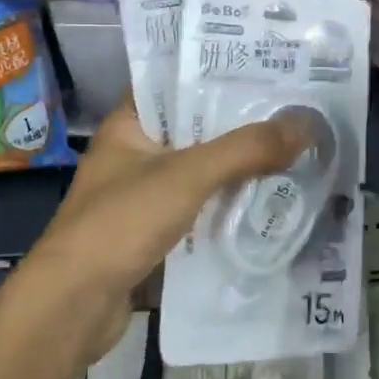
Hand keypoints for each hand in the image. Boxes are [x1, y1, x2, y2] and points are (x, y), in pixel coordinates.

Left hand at [20, 98, 314, 360]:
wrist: (70, 310)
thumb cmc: (121, 223)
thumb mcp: (188, 176)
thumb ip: (247, 149)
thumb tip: (308, 123)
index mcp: (129, 125)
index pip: (176, 82)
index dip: (218, 72)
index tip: (265, 67)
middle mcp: (134, 154)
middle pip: (196, 129)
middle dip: (240, 124)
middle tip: (294, 109)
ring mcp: (142, 197)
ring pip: (201, 172)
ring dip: (238, 168)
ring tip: (292, 151)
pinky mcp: (152, 235)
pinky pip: (199, 209)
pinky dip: (228, 206)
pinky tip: (268, 203)